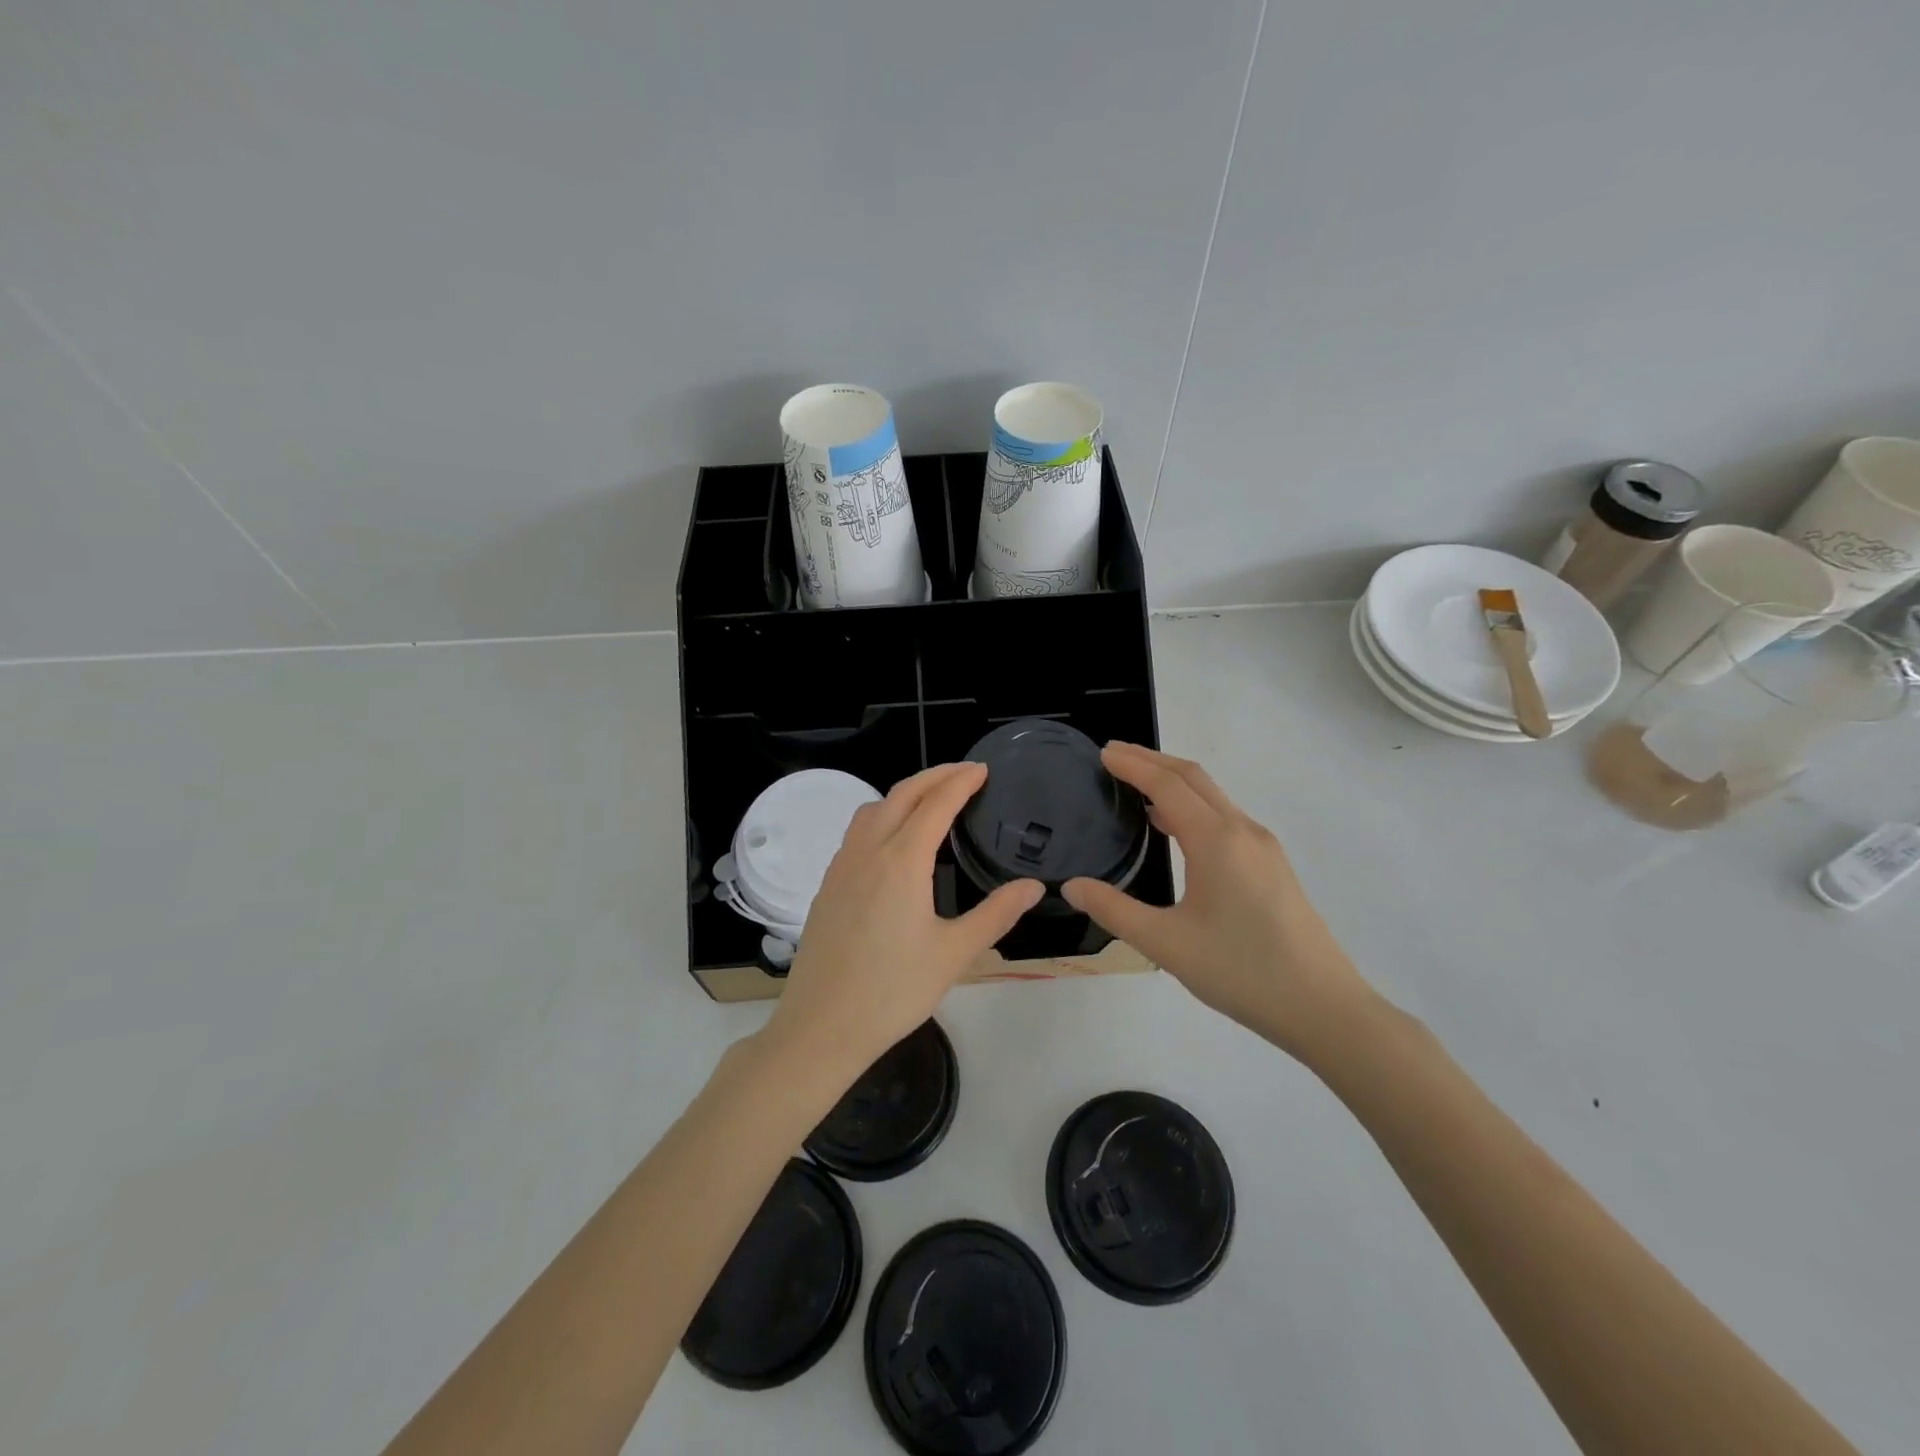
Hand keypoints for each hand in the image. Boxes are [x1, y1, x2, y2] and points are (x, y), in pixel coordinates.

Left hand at [761, 762, 1043, 1080]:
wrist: (822, 1026)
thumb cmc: (893, 991)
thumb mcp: (955, 954)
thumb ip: (996, 914)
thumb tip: (1034, 886)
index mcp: (901, 861)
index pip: (935, 804)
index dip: (960, 782)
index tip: (983, 769)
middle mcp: (868, 852)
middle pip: (901, 795)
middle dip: (934, 776)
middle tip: (964, 773)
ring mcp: (841, 867)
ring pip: (872, 809)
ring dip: (904, 793)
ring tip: (931, 800)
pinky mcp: (827, 885)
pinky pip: (856, 832)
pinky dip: (881, 816)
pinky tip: (893, 841)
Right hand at [1062, 742, 1371, 1060]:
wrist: (1323, 1007)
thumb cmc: (1241, 971)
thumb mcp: (1166, 944)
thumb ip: (1114, 910)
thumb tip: (1071, 886)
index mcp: (1216, 840)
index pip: (1167, 785)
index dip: (1133, 765)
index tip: (1102, 753)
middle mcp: (1243, 831)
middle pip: (1193, 778)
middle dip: (1152, 760)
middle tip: (1113, 755)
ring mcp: (1263, 847)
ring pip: (1213, 796)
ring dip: (1174, 781)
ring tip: (1137, 784)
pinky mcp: (1273, 866)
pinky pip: (1225, 817)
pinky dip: (1193, 805)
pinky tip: (1175, 827)